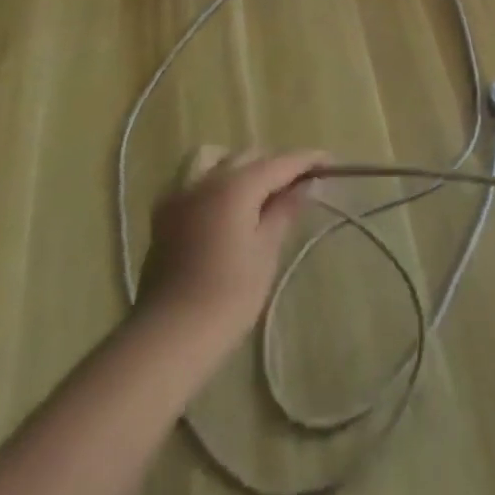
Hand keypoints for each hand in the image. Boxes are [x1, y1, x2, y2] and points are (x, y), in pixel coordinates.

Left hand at [137, 147, 327, 351]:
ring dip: (240, 167)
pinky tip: (223, 206)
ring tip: (257, 191)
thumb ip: (284, 211)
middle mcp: (207, 179)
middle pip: (249, 156)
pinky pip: (193, 181)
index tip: (330, 162)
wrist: (168, 338)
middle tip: (298, 185)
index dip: (308, 160)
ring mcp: (180, 195)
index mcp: (236, 185)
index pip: (281, 161)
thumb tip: (304, 186)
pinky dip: (213, 181)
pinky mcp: (163, 216)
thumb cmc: (227, 297)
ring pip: (216, 160)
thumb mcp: (265, 253)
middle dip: (276, 164)